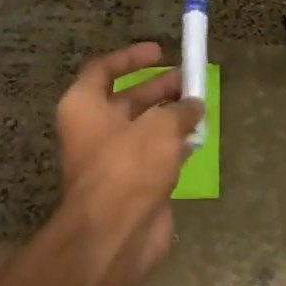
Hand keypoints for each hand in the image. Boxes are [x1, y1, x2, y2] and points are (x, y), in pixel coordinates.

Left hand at [54, 42, 202, 285]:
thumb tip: (193, 106)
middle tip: (191, 80)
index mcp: (85, 106)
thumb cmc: (129, 167)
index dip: (131, 58)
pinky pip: (154, 156)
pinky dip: (174, 146)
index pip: (103, 70)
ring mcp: (113, 159)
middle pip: (128, 99)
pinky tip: (198, 139)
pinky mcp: (132, 184)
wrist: (115, 233)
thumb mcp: (160, 126)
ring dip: (170, 117)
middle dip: (160, 87)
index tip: (160, 51)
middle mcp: (94, 129)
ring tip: (200, 107)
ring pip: (144, 128)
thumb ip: (180, 110)